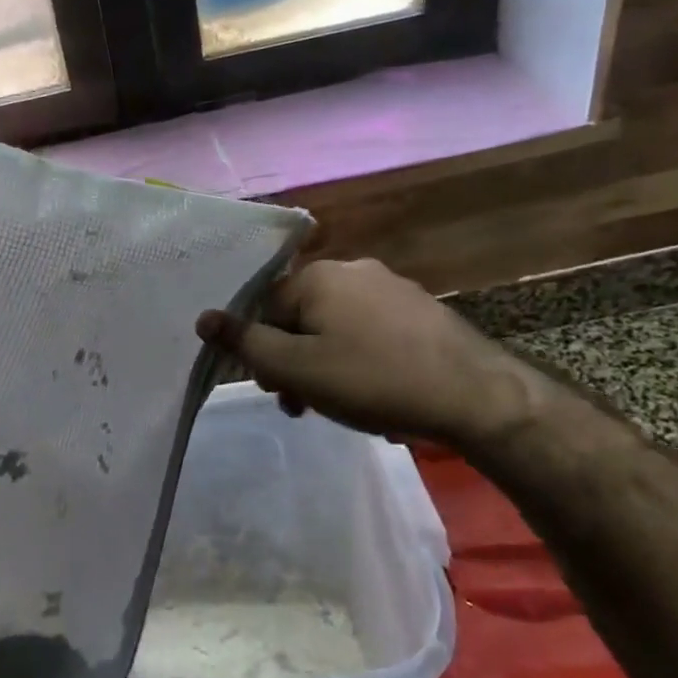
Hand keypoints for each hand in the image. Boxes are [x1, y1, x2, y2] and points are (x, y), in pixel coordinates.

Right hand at [197, 258, 538, 449]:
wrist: (475, 395)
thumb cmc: (372, 379)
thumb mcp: (296, 369)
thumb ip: (245, 344)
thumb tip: (203, 317)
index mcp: (318, 276)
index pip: (264, 308)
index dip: (261, 351)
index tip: (276, 390)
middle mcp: (352, 270)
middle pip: (301, 316)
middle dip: (294, 361)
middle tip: (304, 404)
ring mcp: (391, 287)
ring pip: (336, 326)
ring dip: (325, 364)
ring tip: (341, 407)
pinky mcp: (420, 310)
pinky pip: (371, 331)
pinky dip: (361, 359)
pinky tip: (377, 393)